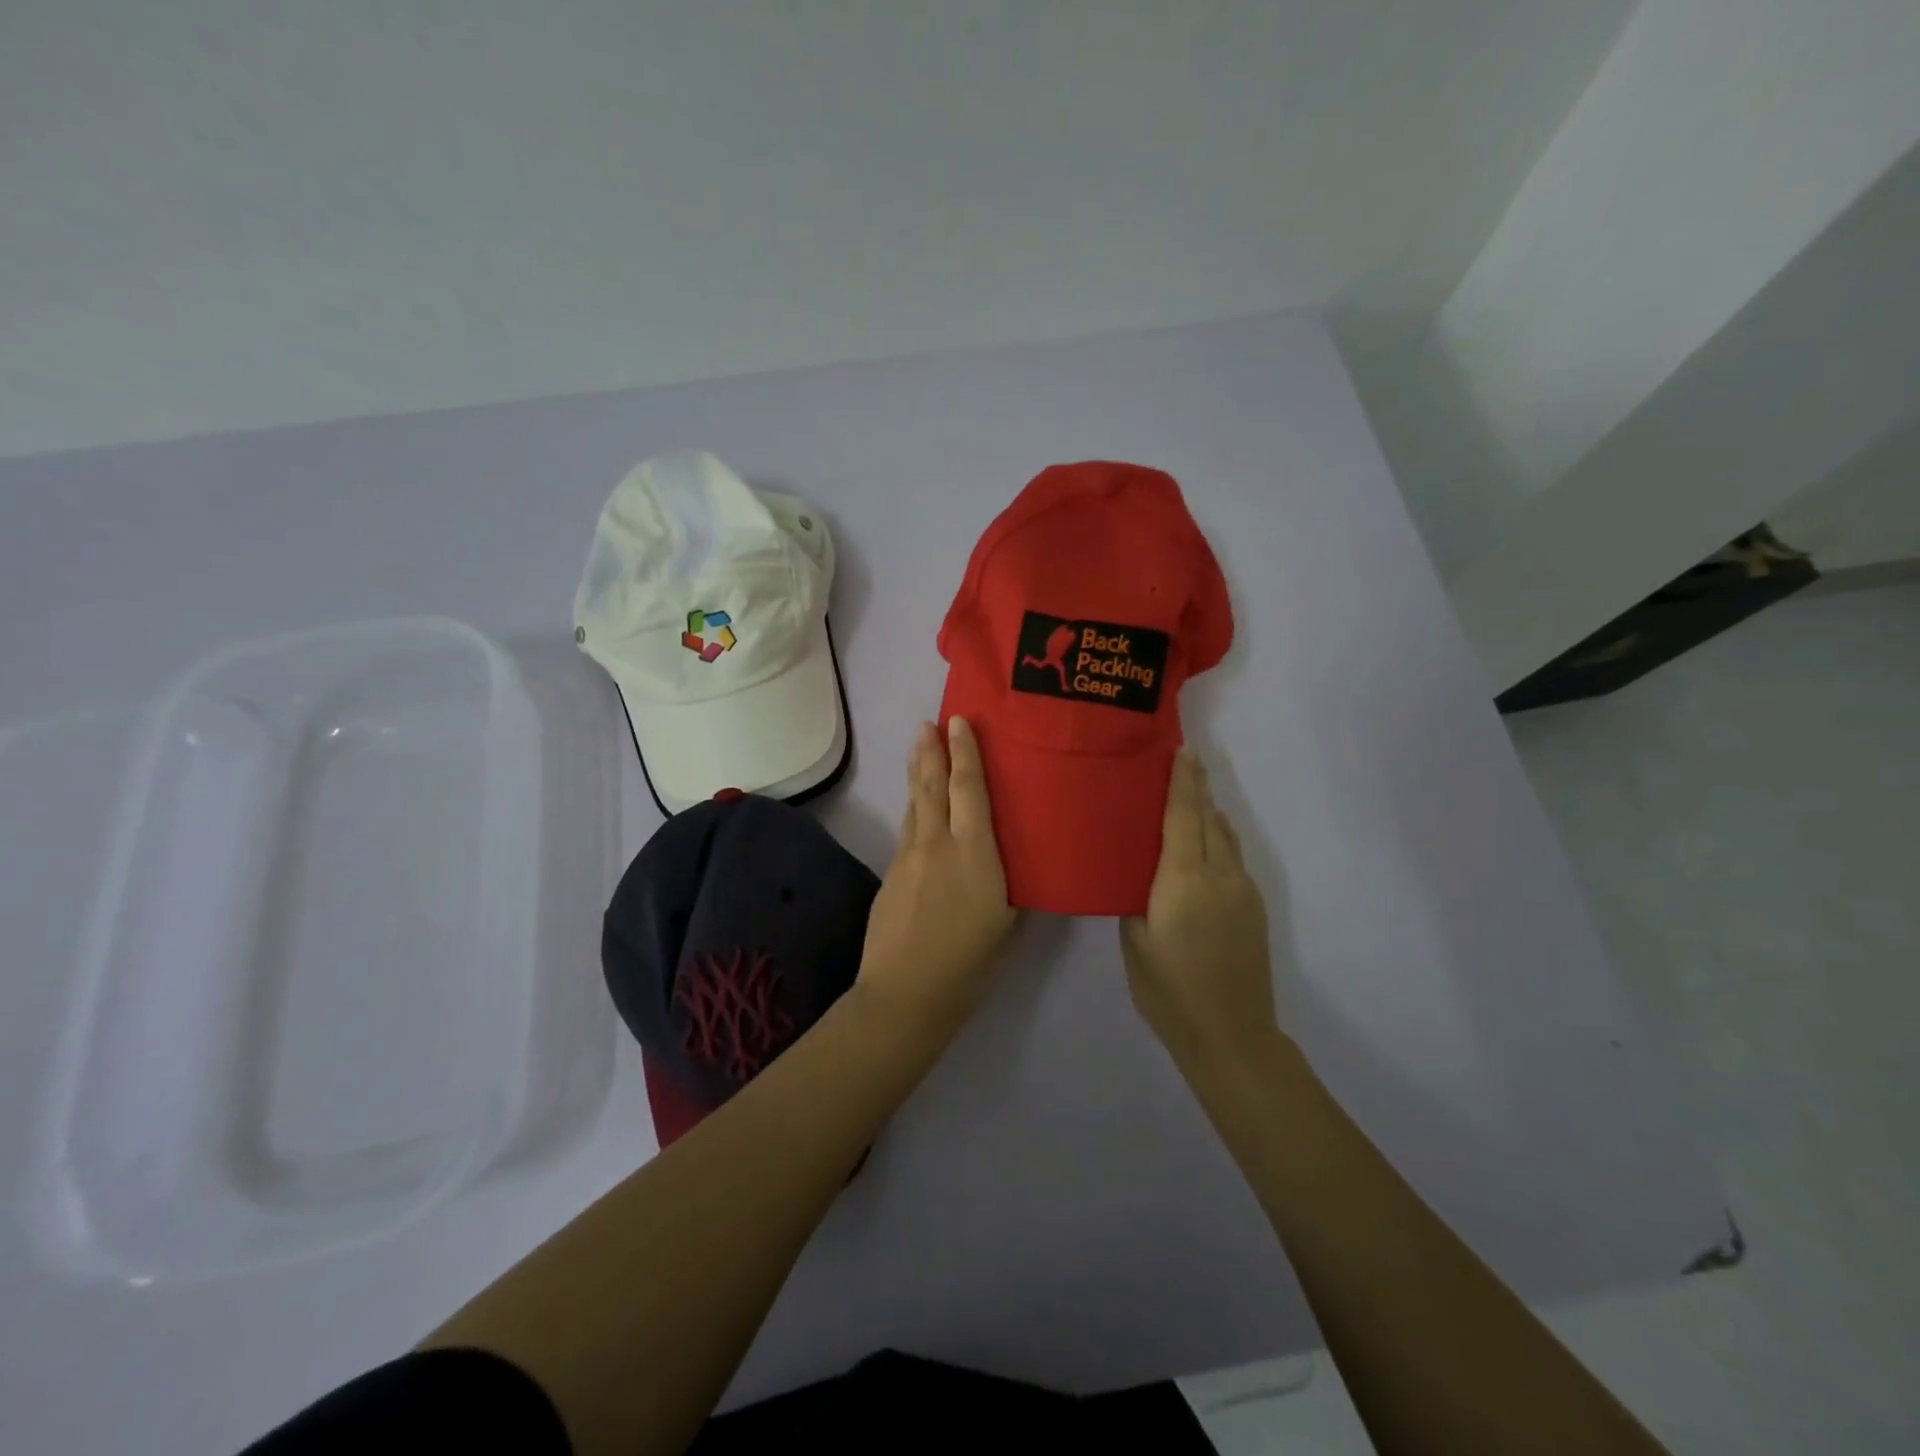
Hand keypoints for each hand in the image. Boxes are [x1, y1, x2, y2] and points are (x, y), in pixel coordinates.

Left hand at [857, 717, 1016, 1038]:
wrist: (905, 993)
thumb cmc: (969, 964)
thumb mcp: (1007, 924)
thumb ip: (1007, 885)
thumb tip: (1009, 864)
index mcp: (975, 854)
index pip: (969, 790)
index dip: (965, 753)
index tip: (958, 722)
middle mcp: (939, 844)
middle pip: (933, 786)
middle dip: (932, 751)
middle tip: (929, 723)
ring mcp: (909, 856)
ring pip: (916, 803)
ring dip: (918, 772)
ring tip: (920, 747)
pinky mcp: (892, 872)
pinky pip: (907, 828)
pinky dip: (914, 806)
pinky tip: (917, 806)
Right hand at [1121, 749, 1277, 1071]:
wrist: (1232, 1035)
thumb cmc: (1170, 991)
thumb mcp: (1135, 943)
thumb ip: (1137, 899)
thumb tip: (1143, 874)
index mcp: (1184, 880)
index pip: (1184, 816)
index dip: (1182, 781)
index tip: (1182, 750)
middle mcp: (1219, 875)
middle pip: (1208, 818)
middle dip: (1197, 787)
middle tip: (1185, 760)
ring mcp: (1242, 891)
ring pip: (1225, 836)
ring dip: (1209, 811)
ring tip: (1193, 795)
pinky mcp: (1254, 908)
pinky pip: (1234, 857)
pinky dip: (1218, 837)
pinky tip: (1208, 841)